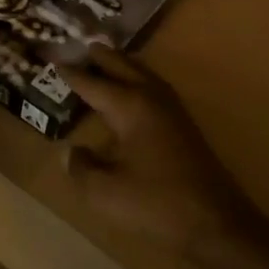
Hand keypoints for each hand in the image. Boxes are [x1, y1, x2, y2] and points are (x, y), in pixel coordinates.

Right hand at [62, 45, 254, 254]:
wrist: (216, 222)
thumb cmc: (157, 204)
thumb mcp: (105, 192)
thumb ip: (81, 168)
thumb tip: (69, 152)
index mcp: (130, 107)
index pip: (92, 83)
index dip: (70, 73)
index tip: (52, 59)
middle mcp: (151, 98)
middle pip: (122, 66)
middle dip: (100, 56)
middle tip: (80, 46)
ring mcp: (172, 110)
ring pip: (142, 73)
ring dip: (121, 64)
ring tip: (103, 60)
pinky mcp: (183, 124)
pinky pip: (153, 86)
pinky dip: (137, 78)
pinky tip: (132, 91)